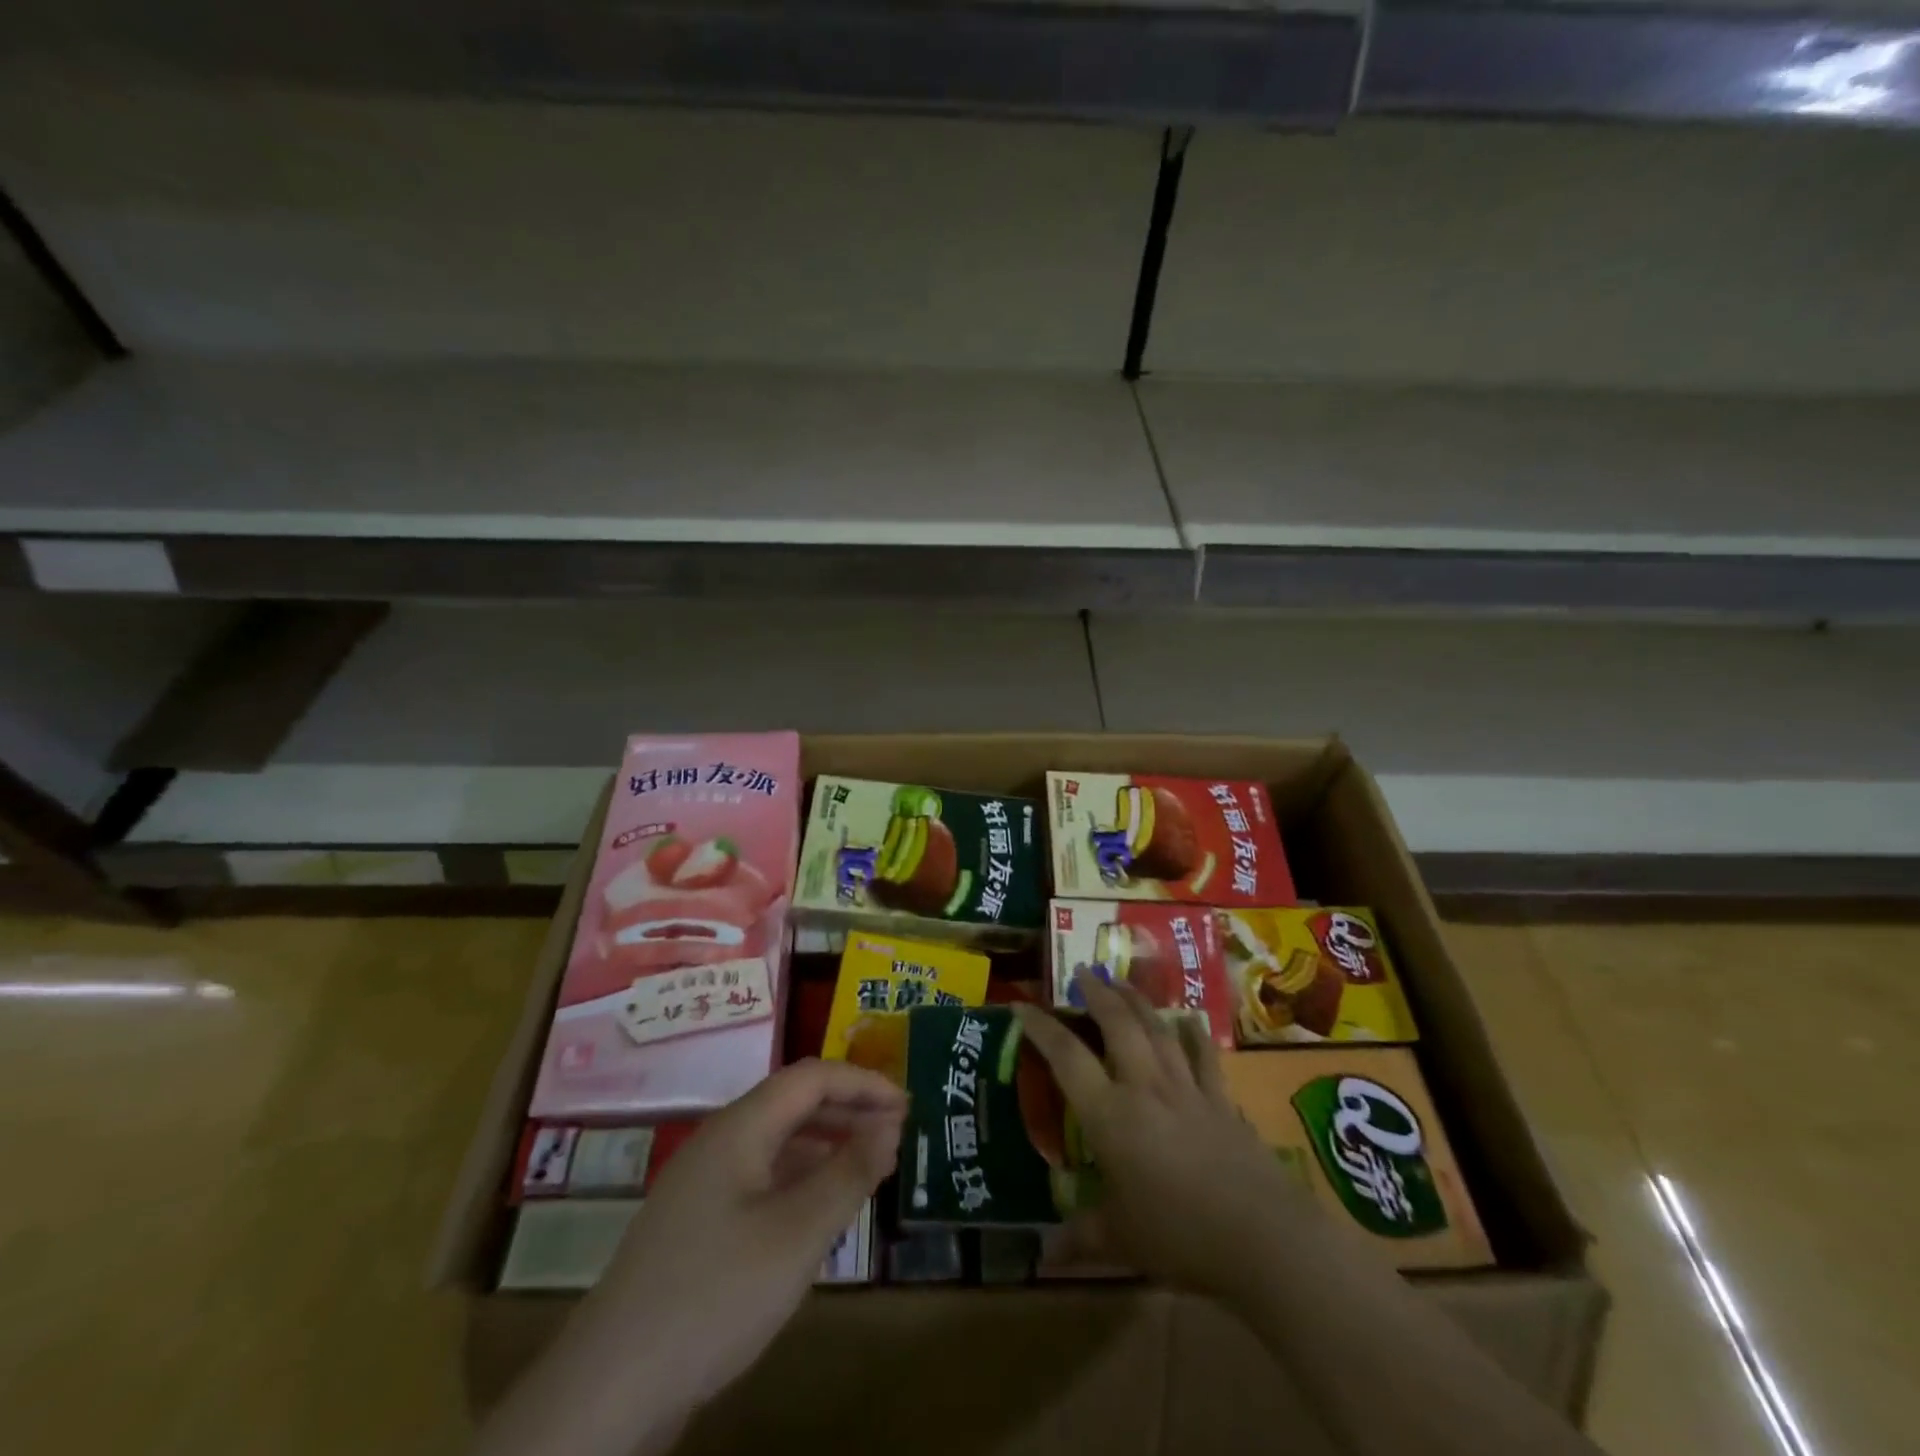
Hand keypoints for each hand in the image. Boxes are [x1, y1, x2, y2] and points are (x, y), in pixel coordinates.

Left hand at [590, 1058, 905, 1404]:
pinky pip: (761, 1178)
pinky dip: (800, 1179)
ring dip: (826, 1144)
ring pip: (777, 1142)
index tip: (907, 1106)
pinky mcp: (697, 1224)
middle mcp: (719, 1142)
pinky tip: (820, 1210)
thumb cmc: (714, 1296)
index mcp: (739, 1128)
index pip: (810, 1078)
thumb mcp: (797, 1235)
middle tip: (897, 1135)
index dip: (862, 1083)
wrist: (609, 1390)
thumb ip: (848, 1174)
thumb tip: (890, 1126)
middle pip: (792, 1103)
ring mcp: (703, 1184)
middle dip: (848, 1110)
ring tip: (869, 1167)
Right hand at [1013, 970, 1314, 1303]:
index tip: (1021, 1004)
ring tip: (1123, 982)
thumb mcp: (1120, 1240)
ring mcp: (1187, 1088)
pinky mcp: (1221, 1100)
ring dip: (1138, 1001)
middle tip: (1083, 971)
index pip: (1066, 1057)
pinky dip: (1194, 1034)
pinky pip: (1204, 1056)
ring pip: (1158, 1029)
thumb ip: (1081, 1238)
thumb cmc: (1179, 1235)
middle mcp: (1145, 1087)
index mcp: (1110, 1115)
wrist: (1262, 1237)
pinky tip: (1190, 1019)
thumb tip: (1043, 1256)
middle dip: (1098, 992)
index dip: (1041, 1028)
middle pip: (1118, 1024)